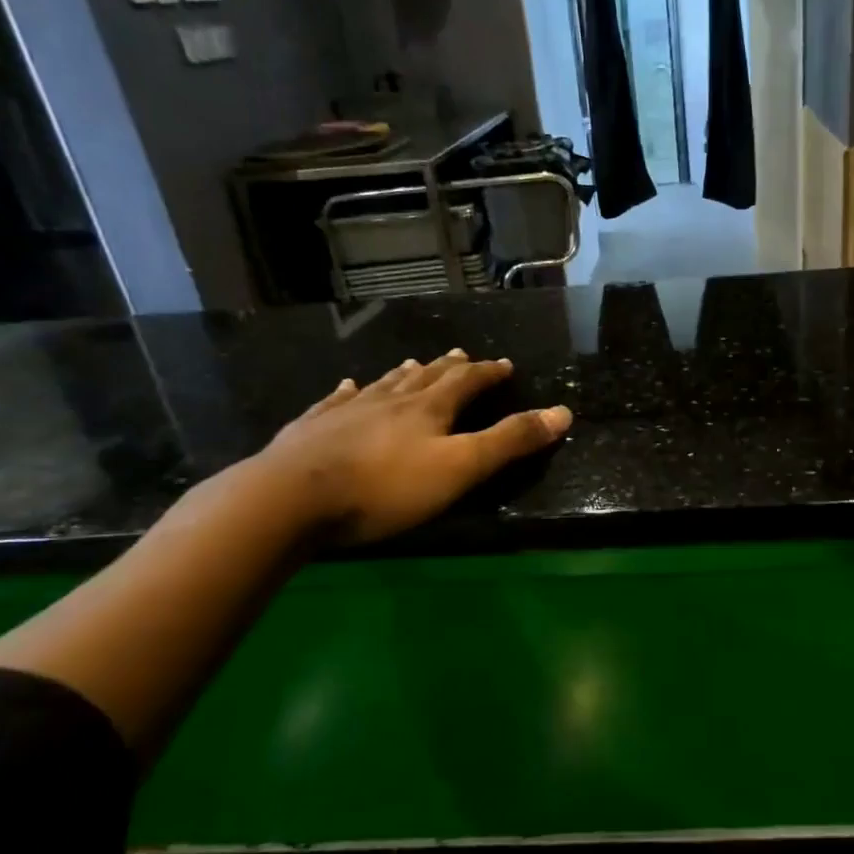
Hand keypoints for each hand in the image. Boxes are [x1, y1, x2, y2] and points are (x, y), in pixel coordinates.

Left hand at [249, 350, 571, 541]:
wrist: (292, 498)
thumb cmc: (386, 487)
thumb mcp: (460, 468)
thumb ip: (509, 441)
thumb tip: (562, 412)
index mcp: (428, 409)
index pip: (467, 382)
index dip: (488, 373)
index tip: (504, 364)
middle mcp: (390, 399)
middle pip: (426, 377)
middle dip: (448, 367)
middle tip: (462, 355)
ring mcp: (347, 410)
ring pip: (383, 384)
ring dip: (404, 374)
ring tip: (414, 364)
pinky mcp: (312, 427)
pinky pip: (336, 401)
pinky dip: (348, 392)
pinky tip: (347, 386)